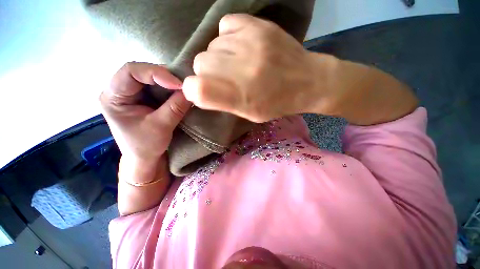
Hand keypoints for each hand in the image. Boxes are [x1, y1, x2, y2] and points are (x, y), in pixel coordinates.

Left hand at [100, 62, 191, 182]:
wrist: (145, 158)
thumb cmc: (146, 146)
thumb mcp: (161, 127)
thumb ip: (175, 108)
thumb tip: (190, 92)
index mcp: (113, 97)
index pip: (130, 72)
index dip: (155, 73)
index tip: (178, 84)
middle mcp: (120, 90)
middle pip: (141, 72)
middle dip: (164, 76)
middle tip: (184, 84)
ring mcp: (133, 94)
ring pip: (151, 78)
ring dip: (169, 82)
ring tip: (184, 87)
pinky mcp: (144, 98)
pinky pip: (158, 87)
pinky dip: (171, 88)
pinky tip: (180, 92)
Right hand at [182, 14, 321, 122]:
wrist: (308, 81)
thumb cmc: (277, 104)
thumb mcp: (250, 114)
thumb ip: (223, 103)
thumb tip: (199, 90)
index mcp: (241, 97)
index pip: (197, 89)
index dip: (193, 90)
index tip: (202, 91)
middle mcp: (242, 68)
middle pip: (200, 63)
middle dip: (208, 73)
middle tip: (225, 78)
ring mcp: (250, 43)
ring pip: (211, 45)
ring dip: (220, 57)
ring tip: (238, 63)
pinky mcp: (257, 25)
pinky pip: (225, 26)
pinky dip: (228, 38)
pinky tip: (242, 47)